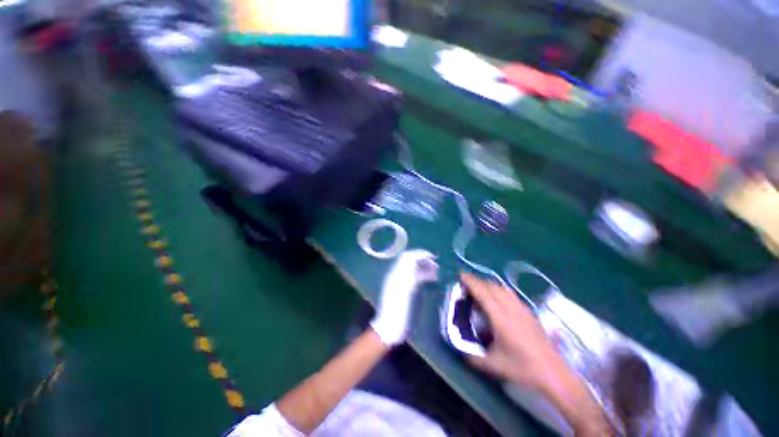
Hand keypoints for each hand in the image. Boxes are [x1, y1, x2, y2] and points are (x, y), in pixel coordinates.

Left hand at [370, 250, 438, 345]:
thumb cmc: (399, 310)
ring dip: (424, 267)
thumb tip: (417, 260)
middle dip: (424, 260)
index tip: (434, 257)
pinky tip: (431, 280)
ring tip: (436, 273)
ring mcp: (400, 282)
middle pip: (411, 261)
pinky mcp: (404, 289)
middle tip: (436, 266)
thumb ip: (412, 274)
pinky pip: (414, 277)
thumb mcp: (406, 291)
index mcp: (398, 273)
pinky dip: (423, 275)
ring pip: (414, 268)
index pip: (409, 257)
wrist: (390, 327)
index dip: (421, 254)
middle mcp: (398, 274)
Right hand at [461, 273, 563, 389]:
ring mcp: (521, 308)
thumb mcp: (492, 365)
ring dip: (488, 284)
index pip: (482, 293)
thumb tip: (458, 347)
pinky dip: (498, 289)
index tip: (461, 274)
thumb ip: (472, 356)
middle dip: (477, 281)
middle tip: (466, 281)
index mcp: (500, 317)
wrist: (552, 372)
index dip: (471, 282)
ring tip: (479, 287)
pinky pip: (510, 293)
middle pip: (491, 287)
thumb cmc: (521, 367)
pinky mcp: (528, 311)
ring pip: (501, 288)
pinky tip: (497, 297)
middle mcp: (510, 308)